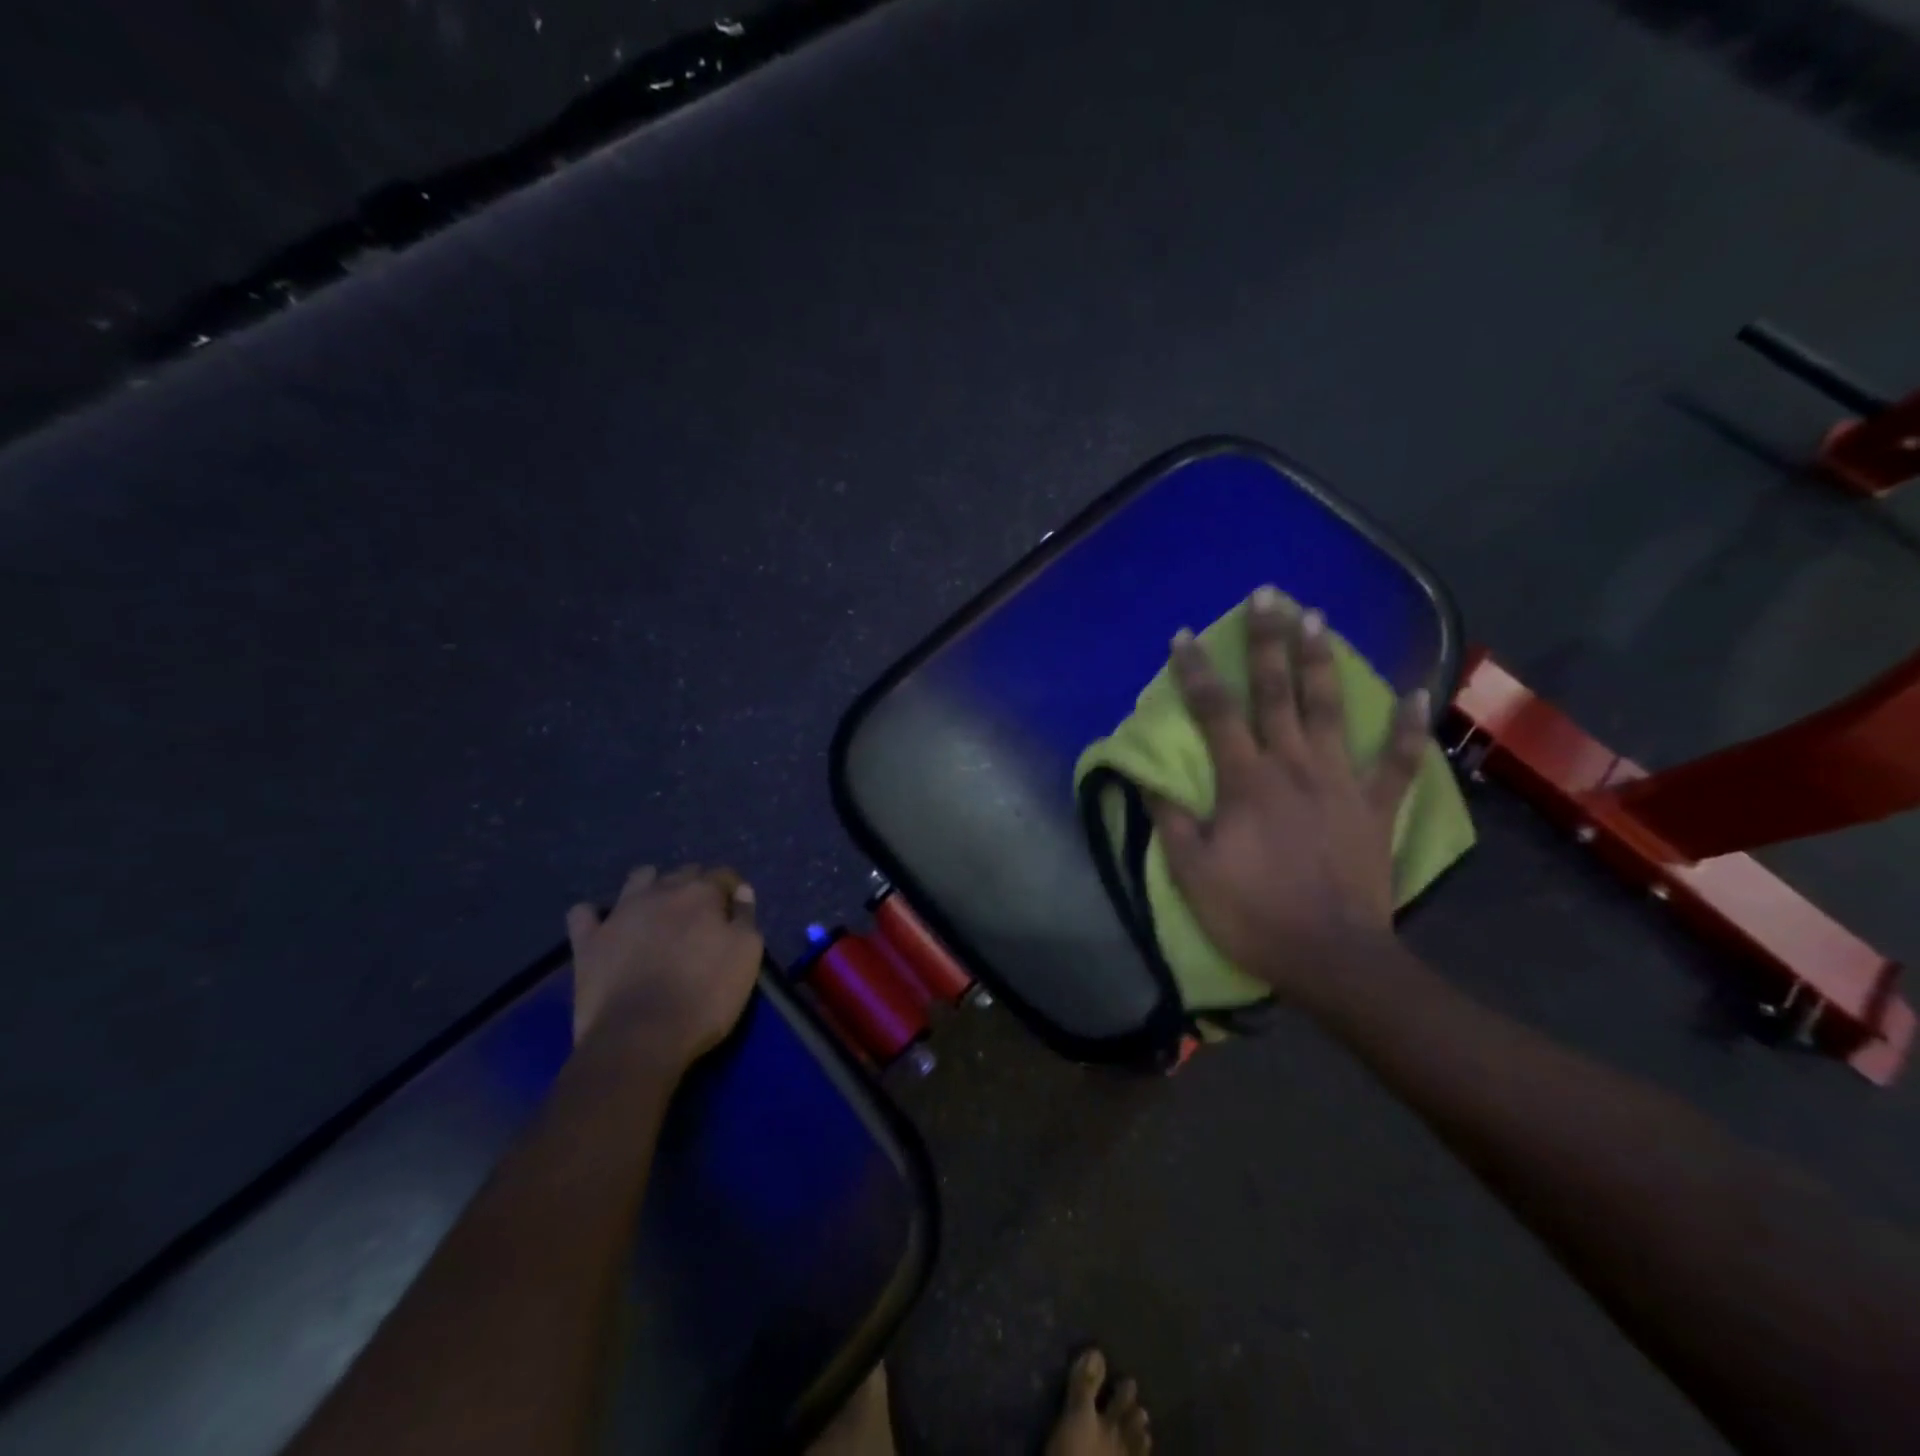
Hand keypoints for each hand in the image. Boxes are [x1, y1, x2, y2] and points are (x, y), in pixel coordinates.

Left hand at [565, 865, 762, 1068]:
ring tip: (657, 914)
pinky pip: (584, 914)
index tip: (735, 911)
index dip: (731, 890)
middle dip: (695, 886)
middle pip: (683, 873)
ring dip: (650, 887)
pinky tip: (605, 928)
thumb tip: (742, 891)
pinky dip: (595, 916)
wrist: (639, 1037)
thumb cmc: (704, 996)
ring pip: (638, 879)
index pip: (723, 875)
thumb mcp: (746, 958)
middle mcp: (661, 891)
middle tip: (701, 917)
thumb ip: (746, 919)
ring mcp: (620, 912)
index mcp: (702, 894)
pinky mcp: (588, 940)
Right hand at [1150, 587, 1426, 1010]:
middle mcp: (1294, 765)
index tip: (1184, 636)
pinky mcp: (1376, 807)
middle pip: (1278, 691)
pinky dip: (1409, 726)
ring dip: (1323, 661)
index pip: (1215, 711)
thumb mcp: (1192, 871)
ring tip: (1318, 617)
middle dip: (1268, 640)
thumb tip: (1149, 778)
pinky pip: (1399, 761)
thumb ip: (1172, 818)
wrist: (1332, 959)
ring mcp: (1341, 782)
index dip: (1196, 671)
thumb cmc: (1253, 913)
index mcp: (1246, 780)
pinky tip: (1415, 691)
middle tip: (1268, 594)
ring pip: (1332, 709)